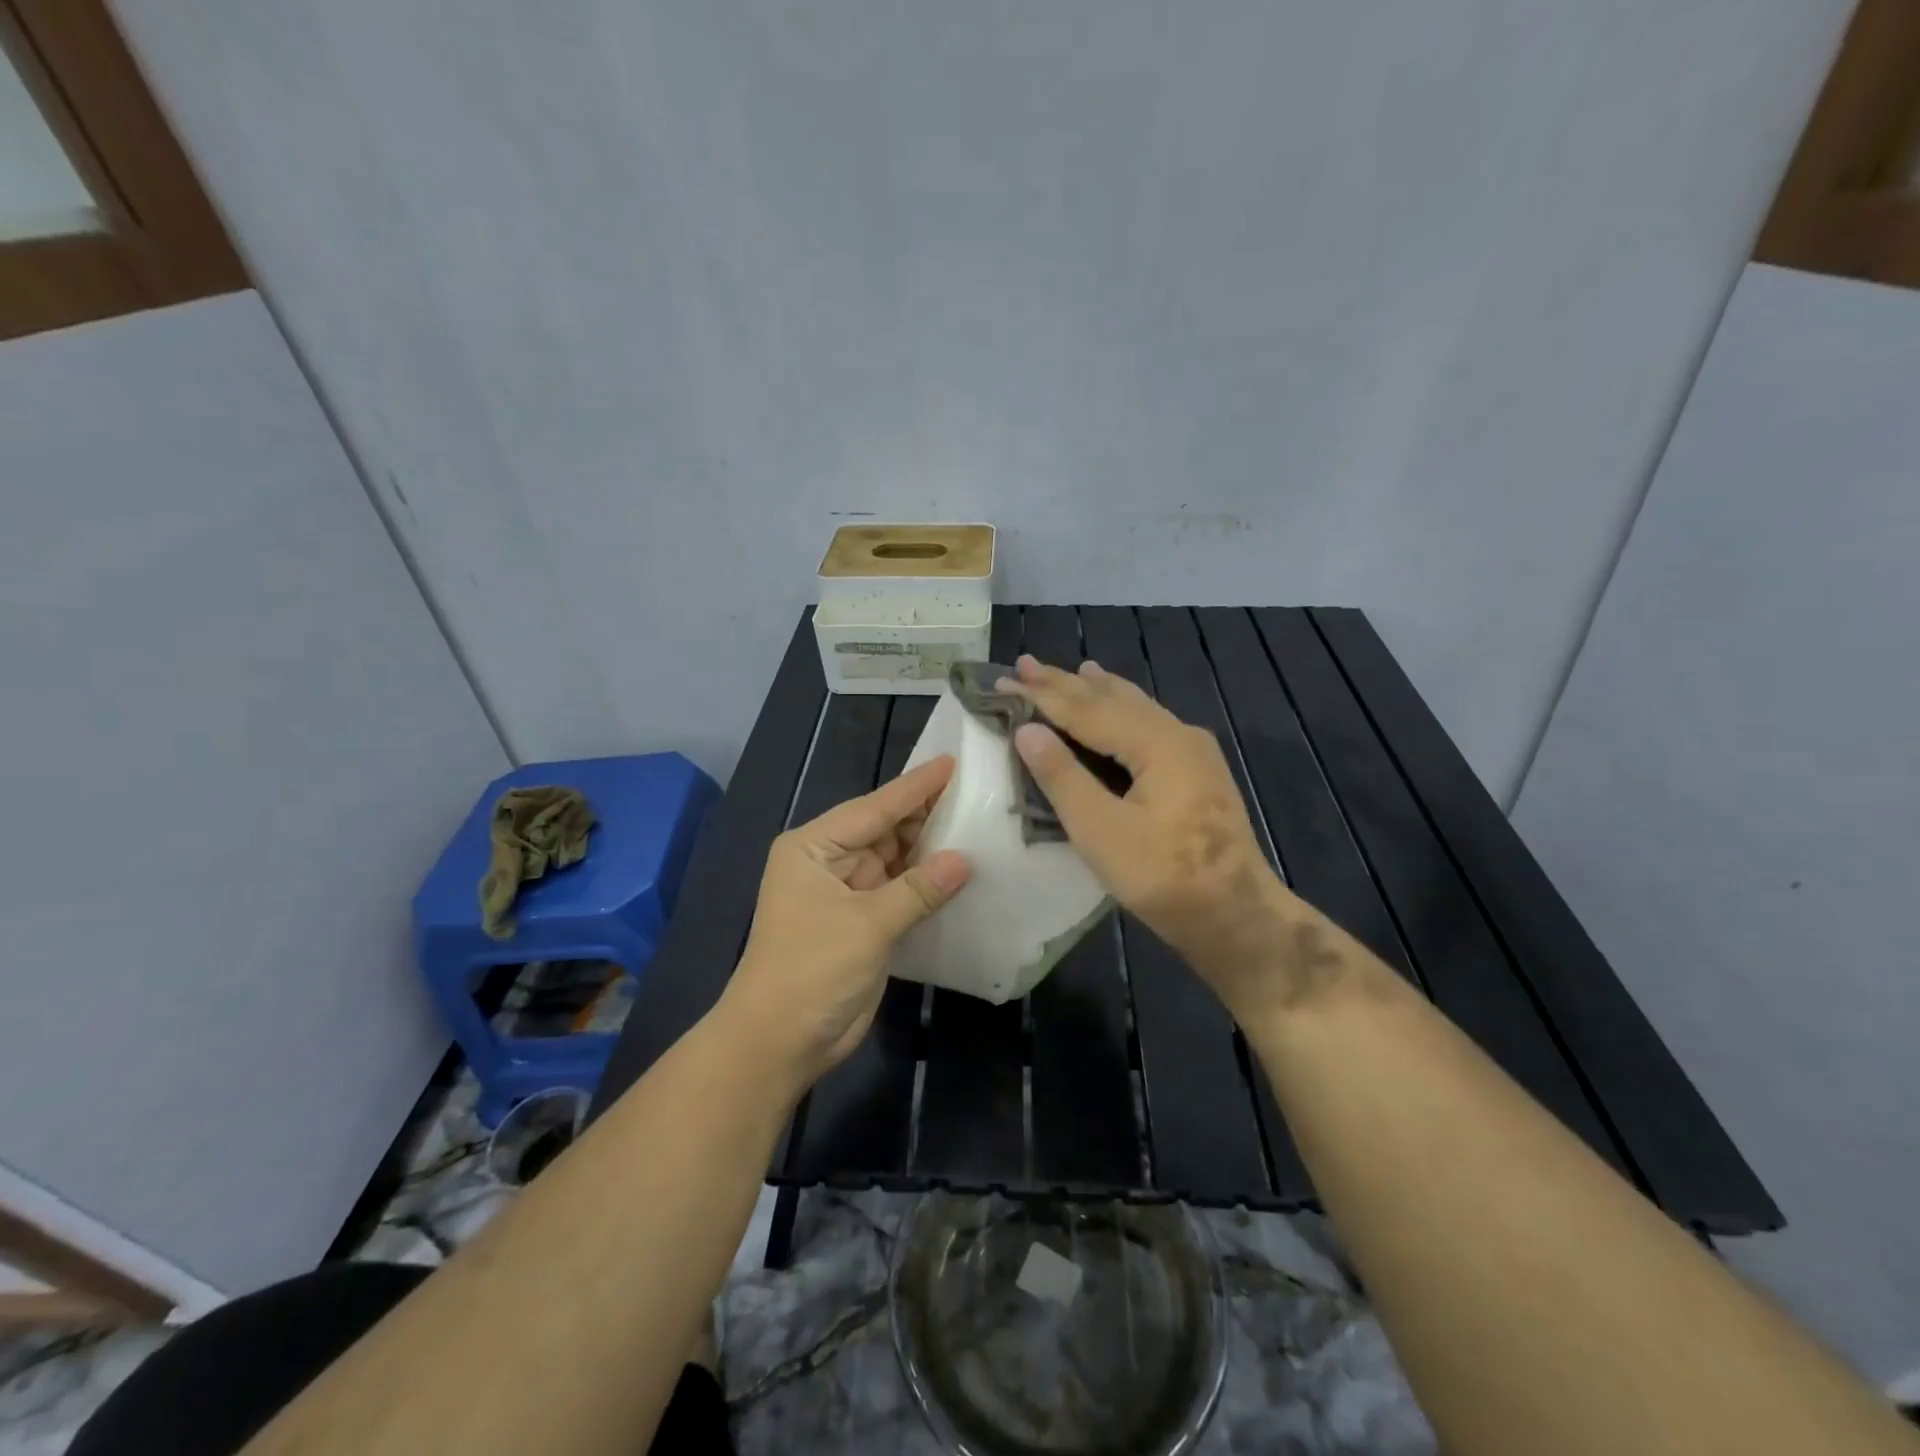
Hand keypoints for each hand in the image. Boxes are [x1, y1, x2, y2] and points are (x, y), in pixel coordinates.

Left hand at [721, 757, 970, 1086]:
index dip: (916, 787)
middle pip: (886, 829)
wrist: (780, 1042)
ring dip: (931, 849)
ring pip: (897, 859)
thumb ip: (918, 890)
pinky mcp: (863, 922)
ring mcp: (847, 892)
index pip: (874, 807)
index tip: (953, 762)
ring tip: (980, 824)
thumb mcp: (866, 925)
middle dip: (928, 815)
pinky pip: (901, 891)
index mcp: (814, 847)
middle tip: (978, 792)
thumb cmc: (812, 971)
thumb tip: (965, 859)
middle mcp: (830, 861)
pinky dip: (928, 883)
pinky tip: (962, 870)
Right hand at [1004, 655, 1308, 1019]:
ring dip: (1097, 692)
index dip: (1042, 695)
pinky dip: (1122, 711)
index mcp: (1157, 743)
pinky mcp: (1197, 772)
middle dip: (1066, 683)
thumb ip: (1063, 777)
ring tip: (1075, 670)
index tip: (1004, 678)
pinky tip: (1120, 708)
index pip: (1086, 709)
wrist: (1238, 917)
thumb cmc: (1165, 878)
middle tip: (1026, 663)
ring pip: (1135, 709)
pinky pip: (1149, 726)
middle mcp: (1178, 734)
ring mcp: (1193, 751)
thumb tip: (1027, 730)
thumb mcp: (1102, 832)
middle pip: (1112, 700)